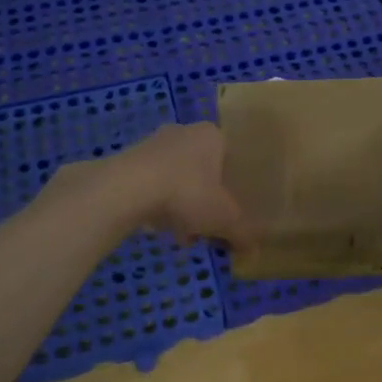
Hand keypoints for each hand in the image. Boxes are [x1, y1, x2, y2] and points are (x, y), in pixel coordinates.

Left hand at [108, 122, 251, 247]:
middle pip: (203, 170)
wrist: (127, 189)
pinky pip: (152, 184)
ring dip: (182, 205)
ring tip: (183, 236)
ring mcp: (153, 143)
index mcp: (213, 135)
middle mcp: (184, 131)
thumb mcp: (225, 218)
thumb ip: (243, 233)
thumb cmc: (187, 192)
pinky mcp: (128, 159)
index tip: (231, 211)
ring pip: (177, 179)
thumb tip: (255, 250)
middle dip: (205, 200)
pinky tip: (159, 228)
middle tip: (207, 226)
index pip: (231, 158)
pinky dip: (159, 205)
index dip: (233, 187)